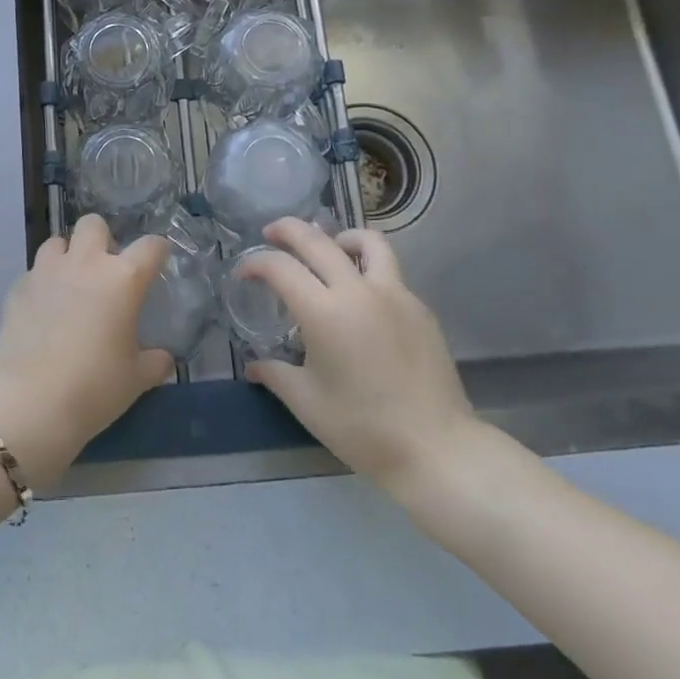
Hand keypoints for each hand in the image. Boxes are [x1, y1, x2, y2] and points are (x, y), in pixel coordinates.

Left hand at [0, 214, 173, 490]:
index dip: (158, 250)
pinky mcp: (17, 288)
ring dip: (67, 255)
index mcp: (122, 279)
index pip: (150, 246)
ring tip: (70, 284)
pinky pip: (34, 272)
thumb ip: (154, 362)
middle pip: (93, 224)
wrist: (27, 401)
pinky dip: (42, 283)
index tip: (158, 261)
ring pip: (57, 242)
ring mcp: (46, 272)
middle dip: (101, 239)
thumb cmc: (92, 387)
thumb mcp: (135, 380)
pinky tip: (43, 310)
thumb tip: (163, 358)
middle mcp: (84, 264)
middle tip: (105, 270)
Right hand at [237, 218, 495, 523]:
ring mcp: (394, 295)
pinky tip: (359, 298)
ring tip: (328, 248)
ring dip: (338, 237)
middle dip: (288, 229)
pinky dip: (366, 268)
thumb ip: (275, 374)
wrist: (436, 449)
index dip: (255, 263)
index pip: (280, 268)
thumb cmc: (362, 428)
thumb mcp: (307, 402)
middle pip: (317, 240)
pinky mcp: (419, 308)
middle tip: (270, 233)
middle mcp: (358, 291)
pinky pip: (388, 272)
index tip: (243, 274)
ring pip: (366, 242)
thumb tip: (254, 366)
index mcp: (324, 313)